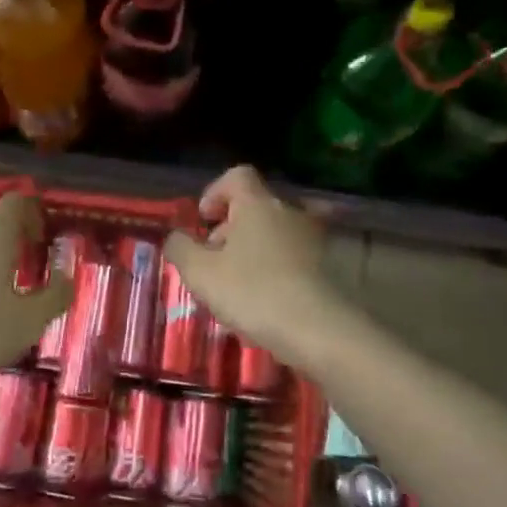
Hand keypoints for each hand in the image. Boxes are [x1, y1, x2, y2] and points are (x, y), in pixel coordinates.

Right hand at [165, 166, 346, 365]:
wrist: (318, 330)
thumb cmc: (252, 292)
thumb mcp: (200, 272)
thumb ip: (180, 248)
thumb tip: (176, 238)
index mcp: (258, 204)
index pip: (237, 176)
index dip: (215, 192)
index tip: (204, 220)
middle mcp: (290, 211)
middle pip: (255, 207)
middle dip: (230, 229)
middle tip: (214, 261)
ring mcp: (314, 238)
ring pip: (274, 234)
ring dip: (252, 252)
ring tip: (237, 288)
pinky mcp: (329, 266)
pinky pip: (292, 257)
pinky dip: (275, 270)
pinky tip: (264, 302)